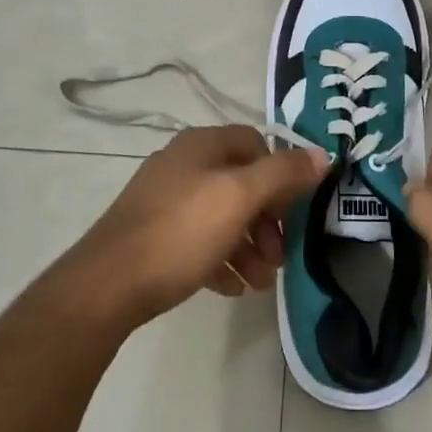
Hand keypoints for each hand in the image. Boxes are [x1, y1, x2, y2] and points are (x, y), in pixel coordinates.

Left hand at [64, 126, 328, 332]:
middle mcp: (182, 165)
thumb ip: (283, 174)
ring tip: (259, 283)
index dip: (280, 173)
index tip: (292, 210)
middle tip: (278, 257)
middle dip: (266, 221)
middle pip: (240, 183)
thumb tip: (322, 153)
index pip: (255, 143)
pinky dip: (220, 260)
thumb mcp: (240, 198)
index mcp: (201, 146)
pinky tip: (230, 288)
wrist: (108, 285)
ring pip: (221, 216)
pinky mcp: (153, 235)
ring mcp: (164, 200)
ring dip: (248, 247)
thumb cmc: (181, 232)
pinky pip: (198, 240)